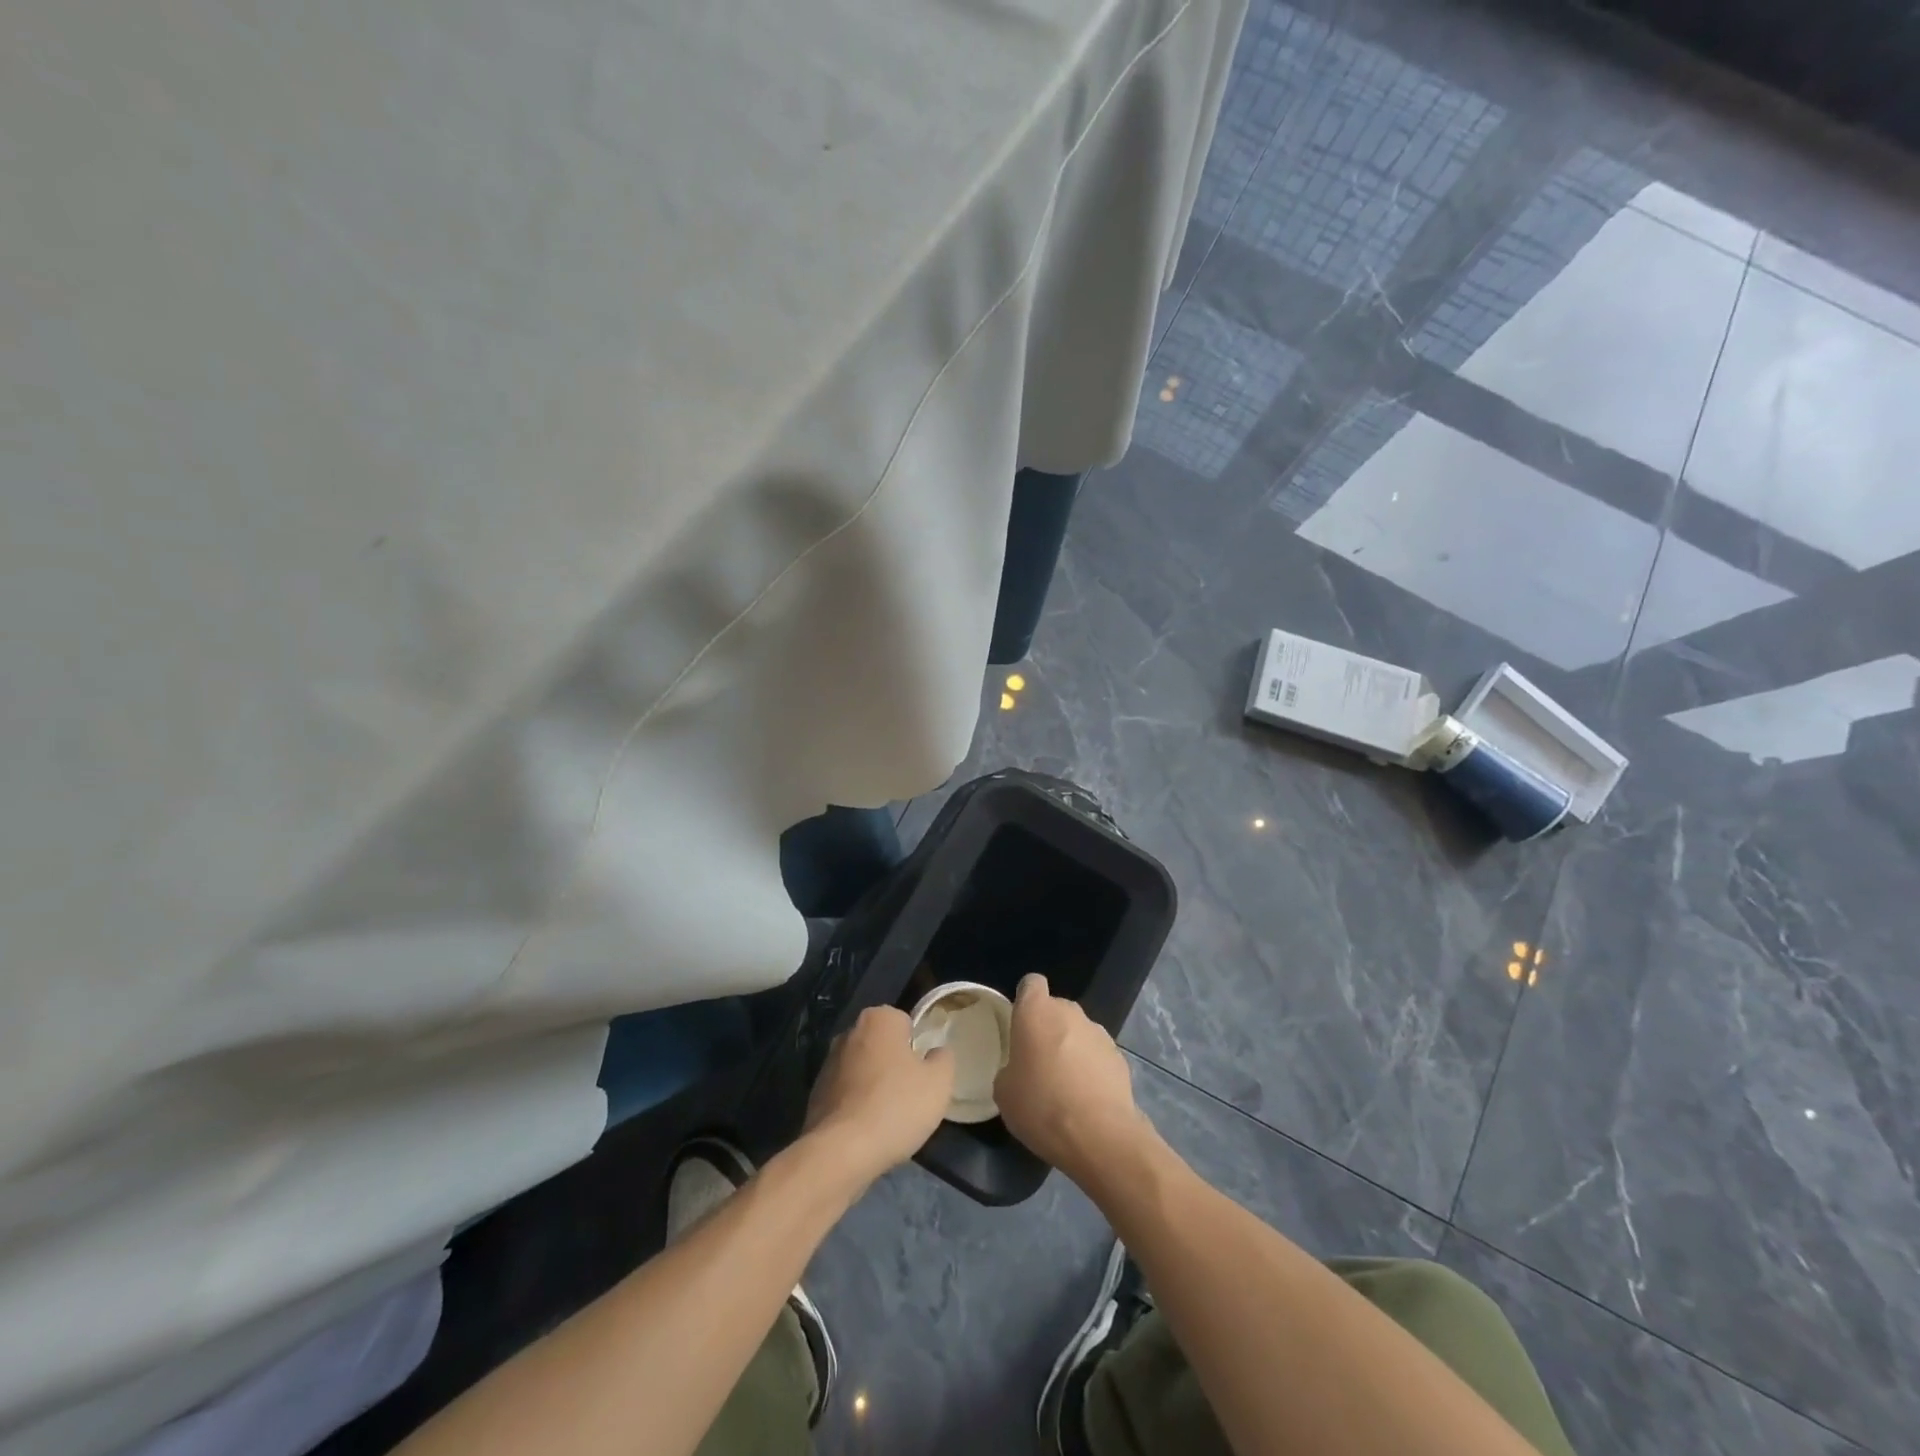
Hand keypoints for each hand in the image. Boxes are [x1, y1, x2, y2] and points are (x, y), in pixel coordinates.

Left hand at [804, 1006, 953, 1189]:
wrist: (841, 1152)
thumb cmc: (896, 1107)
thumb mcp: (939, 1083)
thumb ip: (943, 1059)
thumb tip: (936, 1052)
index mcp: (878, 1019)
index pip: (906, 1023)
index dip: (917, 1048)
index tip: (923, 1074)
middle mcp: (849, 1032)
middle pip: (882, 1045)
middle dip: (894, 1065)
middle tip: (910, 1095)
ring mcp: (827, 1063)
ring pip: (863, 1070)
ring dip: (874, 1086)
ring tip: (889, 1118)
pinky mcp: (815, 1094)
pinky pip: (846, 1094)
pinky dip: (856, 1106)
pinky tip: (867, 1130)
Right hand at [994, 974, 1149, 1182]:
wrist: (1100, 1136)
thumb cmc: (1042, 1106)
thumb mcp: (1004, 1093)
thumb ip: (1009, 1068)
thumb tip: (1019, 1070)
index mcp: (1036, 1012)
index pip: (1031, 983)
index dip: (1025, 1000)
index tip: (1020, 1025)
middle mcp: (1069, 1012)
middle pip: (1056, 1009)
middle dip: (1047, 1029)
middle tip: (1038, 1063)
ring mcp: (1098, 1032)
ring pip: (1077, 1032)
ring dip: (1070, 1048)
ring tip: (1065, 1086)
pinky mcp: (1119, 1056)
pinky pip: (1097, 1054)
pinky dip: (1091, 1068)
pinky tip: (1086, 1099)